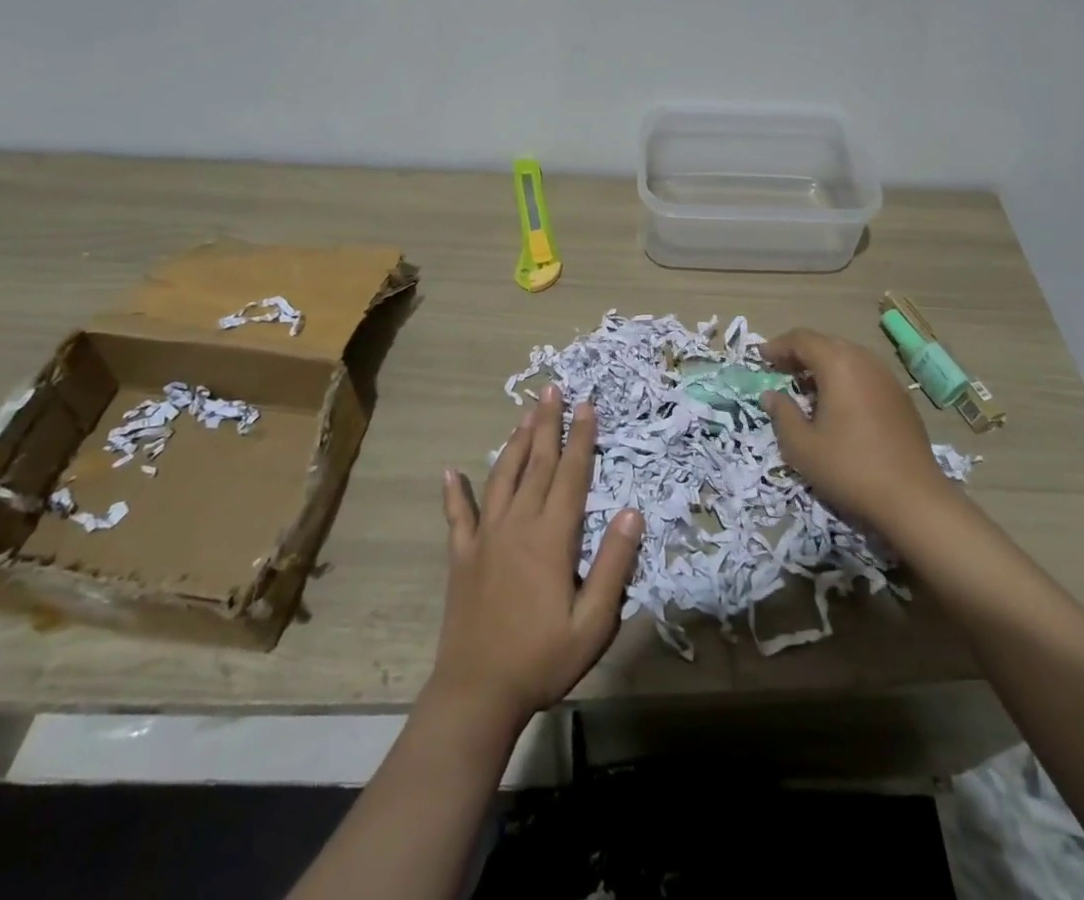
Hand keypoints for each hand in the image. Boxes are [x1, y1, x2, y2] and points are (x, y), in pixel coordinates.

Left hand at [430, 387, 643, 733]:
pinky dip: (454, 492)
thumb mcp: (593, 622)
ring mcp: (485, 537)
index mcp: (551, 537)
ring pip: (502, 477)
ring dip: (514, 442)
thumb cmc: (542, 659)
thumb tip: (633, 511)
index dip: (581, 438)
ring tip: (524, 414)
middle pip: (536, 463)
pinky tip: (450, 472)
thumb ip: (613, 565)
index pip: (572, 475)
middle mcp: (517, 524)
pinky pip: (457, 515)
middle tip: (552, 389)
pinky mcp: (462, 555)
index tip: (587, 405)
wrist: (477, 693)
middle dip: (547, 423)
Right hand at [762, 328, 951, 535]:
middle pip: (826, 343)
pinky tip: (838, 404)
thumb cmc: (849, 468)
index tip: (760, 357)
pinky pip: (865, 374)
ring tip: (806, 387)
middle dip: (800, 353)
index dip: (777, 346)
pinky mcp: (901, 398)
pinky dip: (845, 378)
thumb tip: (771, 395)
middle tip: (779, 370)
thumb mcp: (802, 446)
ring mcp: (887, 378)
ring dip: (823, 365)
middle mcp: (865, 361)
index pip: (802, 339)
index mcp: (838, 364)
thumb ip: (782, 414)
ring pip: (848, 357)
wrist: (913, 498)